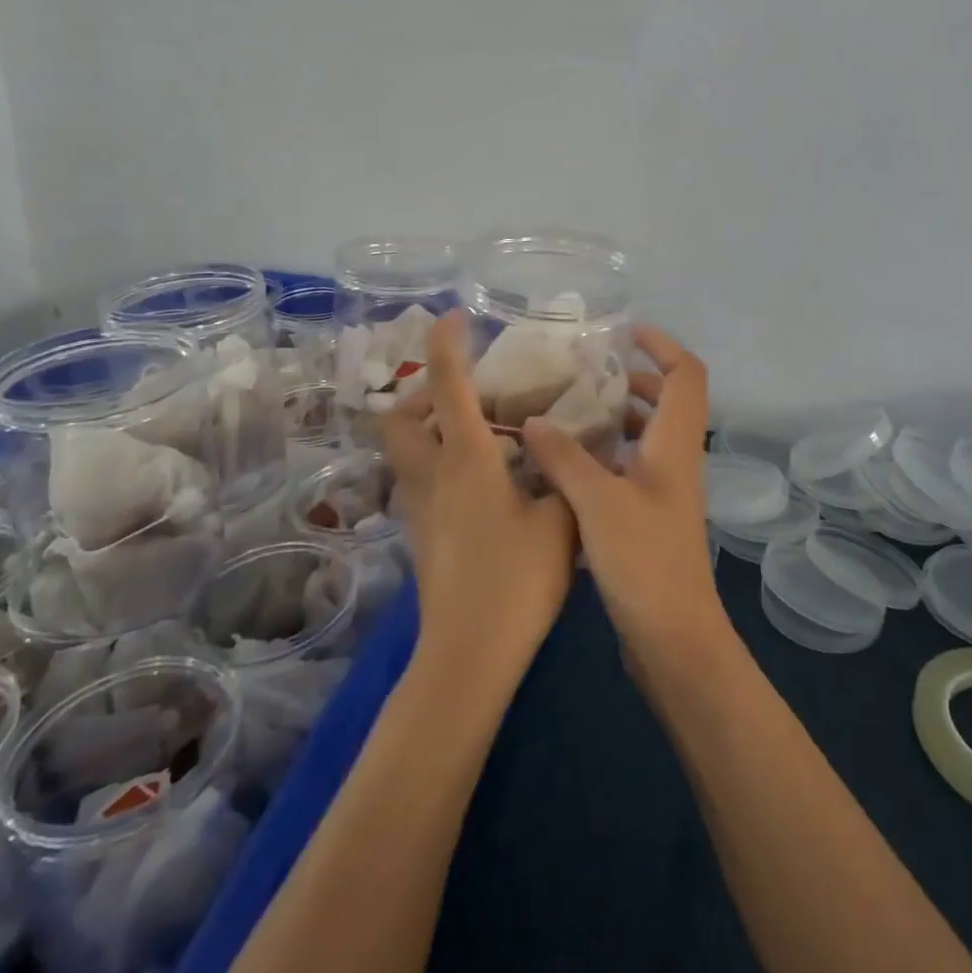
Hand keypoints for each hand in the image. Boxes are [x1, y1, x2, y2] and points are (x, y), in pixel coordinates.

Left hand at [380, 312, 578, 685]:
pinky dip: (440, 463)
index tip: (454, 317)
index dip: (446, 343)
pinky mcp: (420, 533)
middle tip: (466, 397)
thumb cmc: (516, 579)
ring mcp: (419, 507)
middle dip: (419, 394)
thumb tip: (573, 447)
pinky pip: (420, 479)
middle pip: (398, 418)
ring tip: (482, 436)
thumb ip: (566, 474)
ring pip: (405, 450)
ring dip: (430, 429)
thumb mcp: (560, 519)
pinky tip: (483, 481)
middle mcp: (432, 473)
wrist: (470, 654)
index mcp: (465, 458)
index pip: (446, 383)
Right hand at [523, 326, 731, 676]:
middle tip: (584, 371)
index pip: (686, 374)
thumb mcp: (597, 502)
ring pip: (646, 434)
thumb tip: (534, 420)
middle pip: (667, 400)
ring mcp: (666, 490)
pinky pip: (631, 466)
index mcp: (675, 443)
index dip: (662, 345)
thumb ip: (565, 457)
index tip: (623, 332)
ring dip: (615, 416)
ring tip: (567, 410)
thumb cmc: (644, 561)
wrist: (673, 638)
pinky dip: (606, 453)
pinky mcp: (651, 517)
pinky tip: (565, 463)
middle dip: (631, 377)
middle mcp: (677, 459)